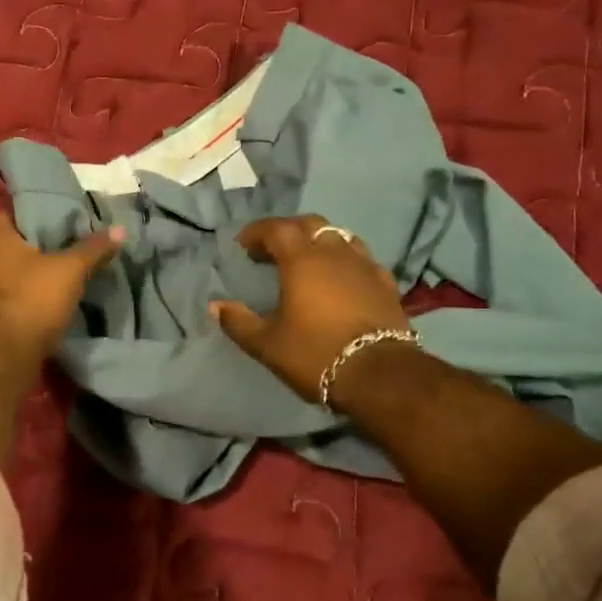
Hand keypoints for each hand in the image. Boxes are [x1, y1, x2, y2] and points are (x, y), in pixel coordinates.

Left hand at [0, 211, 123, 358]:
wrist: (3, 353)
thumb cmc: (32, 298)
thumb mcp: (70, 270)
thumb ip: (92, 249)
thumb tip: (120, 229)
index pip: (7, 213)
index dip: (30, 213)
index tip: (54, 218)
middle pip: (9, 245)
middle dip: (34, 246)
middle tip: (65, 245)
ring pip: (9, 274)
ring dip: (30, 275)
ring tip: (60, 274)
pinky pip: (9, 299)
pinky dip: (26, 298)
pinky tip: (48, 302)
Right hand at [210, 214, 411, 403]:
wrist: (380, 375)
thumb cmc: (316, 354)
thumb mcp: (267, 344)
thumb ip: (238, 322)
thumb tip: (214, 306)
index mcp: (302, 260)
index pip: (277, 229)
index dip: (257, 232)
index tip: (243, 245)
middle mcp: (334, 253)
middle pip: (310, 225)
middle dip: (288, 230)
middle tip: (272, 249)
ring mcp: (364, 265)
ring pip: (340, 236)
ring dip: (319, 241)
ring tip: (307, 260)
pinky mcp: (386, 284)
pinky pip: (362, 259)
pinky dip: (345, 260)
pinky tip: (342, 278)